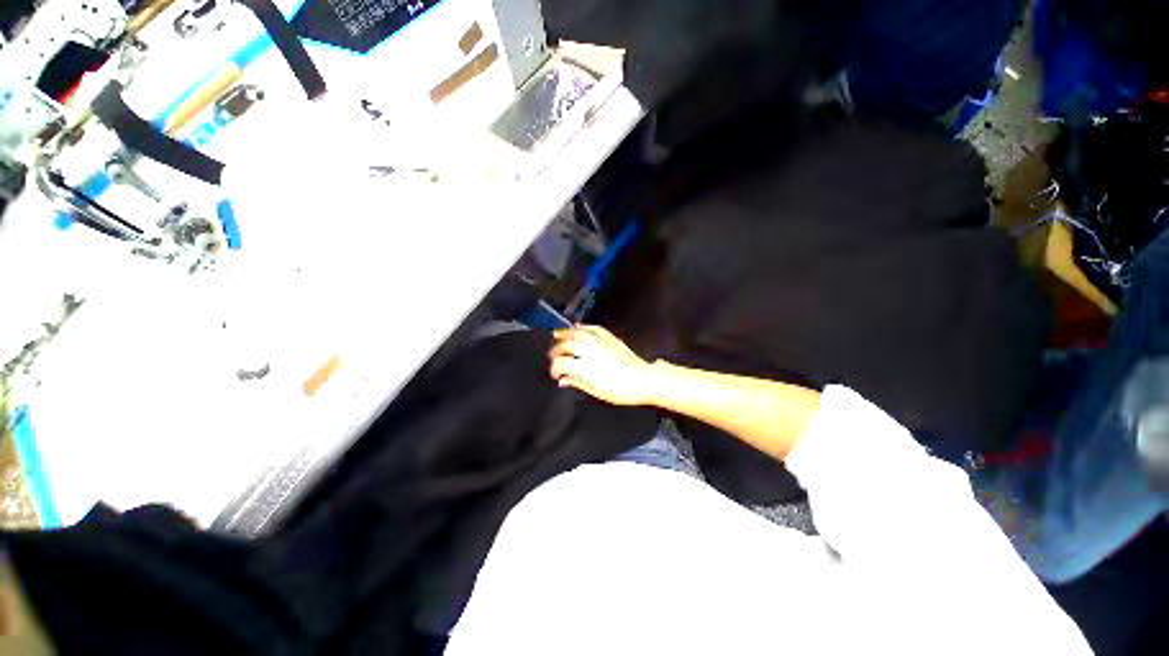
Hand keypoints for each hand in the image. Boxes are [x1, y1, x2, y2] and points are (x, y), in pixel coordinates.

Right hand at [548, 325, 655, 405]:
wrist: (644, 379)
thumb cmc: (621, 391)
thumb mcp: (597, 392)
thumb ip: (577, 383)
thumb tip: (563, 380)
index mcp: (585, 367)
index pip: (561, 363)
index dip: (554, 368)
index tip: (555, 373)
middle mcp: (590, 352)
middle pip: (566, 345)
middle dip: (556, 349)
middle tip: (552, 355)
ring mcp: (600, 342)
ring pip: (578, 333)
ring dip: (565, 332)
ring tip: (557, 334)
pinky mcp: (610, 338)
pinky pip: (593, 328)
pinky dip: (584, 327)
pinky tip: (578, 327)